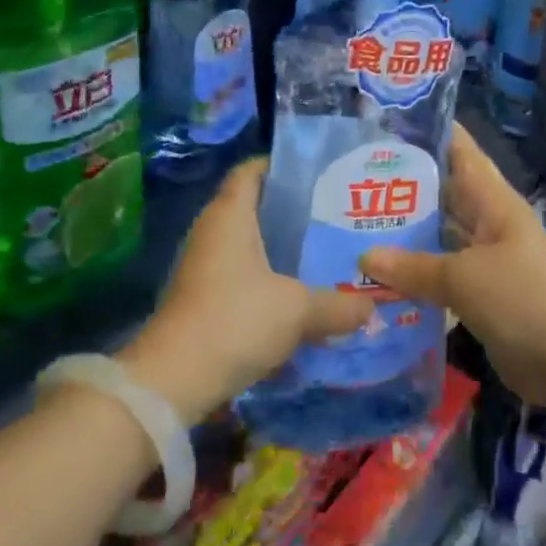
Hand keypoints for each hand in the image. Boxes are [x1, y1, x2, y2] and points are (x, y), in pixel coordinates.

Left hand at [122, 158, 371, 421]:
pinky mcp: (201, 296)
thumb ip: (338, 305)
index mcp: (230, 214)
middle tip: (334, 214)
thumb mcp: (297, 310)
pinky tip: (296, 293)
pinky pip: (240, 273)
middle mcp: (212, 230)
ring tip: (323, 252)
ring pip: (248, 243)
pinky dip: (266, 277)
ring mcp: (203, 264)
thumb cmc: (236, 320)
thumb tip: (371, 308)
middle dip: (291, 210)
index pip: (252, 169)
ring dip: (279, 248)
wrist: (173, 380)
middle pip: (253, 205)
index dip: (282, 165)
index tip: (318, 174)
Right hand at [360, 125, 545, 412]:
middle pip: (445, 194)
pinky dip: (416, 274)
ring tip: (358, 221)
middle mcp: (490, 223)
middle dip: (406, 185)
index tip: (388, 121)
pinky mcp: (482, 296)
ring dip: (408, 233)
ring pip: (441, 236)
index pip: (461, 151)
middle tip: (354, 175)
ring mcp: (487, 260)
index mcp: (494, 202)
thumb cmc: (521, 299)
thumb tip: (364, 257)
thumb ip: (414, 267)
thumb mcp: (463, 278)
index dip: (431, 132)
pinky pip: (442, 275)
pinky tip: (381, 275)